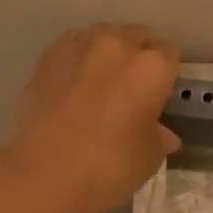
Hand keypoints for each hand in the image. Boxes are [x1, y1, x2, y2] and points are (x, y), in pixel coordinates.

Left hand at [1, 24, 179, 212]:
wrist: (42, 176)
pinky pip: (72, 48)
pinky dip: (78, 60)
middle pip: (137, 37)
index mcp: (151, 67)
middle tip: (133, 89)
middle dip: (139, 57)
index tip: (159, 97)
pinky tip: (74, 85)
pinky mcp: (47, 58)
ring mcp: (78, 47)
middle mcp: (117, 46)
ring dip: (108, 53)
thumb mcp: (149, 157)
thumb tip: (161, 133)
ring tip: (101, 83)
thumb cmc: (109, 166)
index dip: (166, 77)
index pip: (170, 56)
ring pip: (103, 37)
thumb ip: (159, 136)